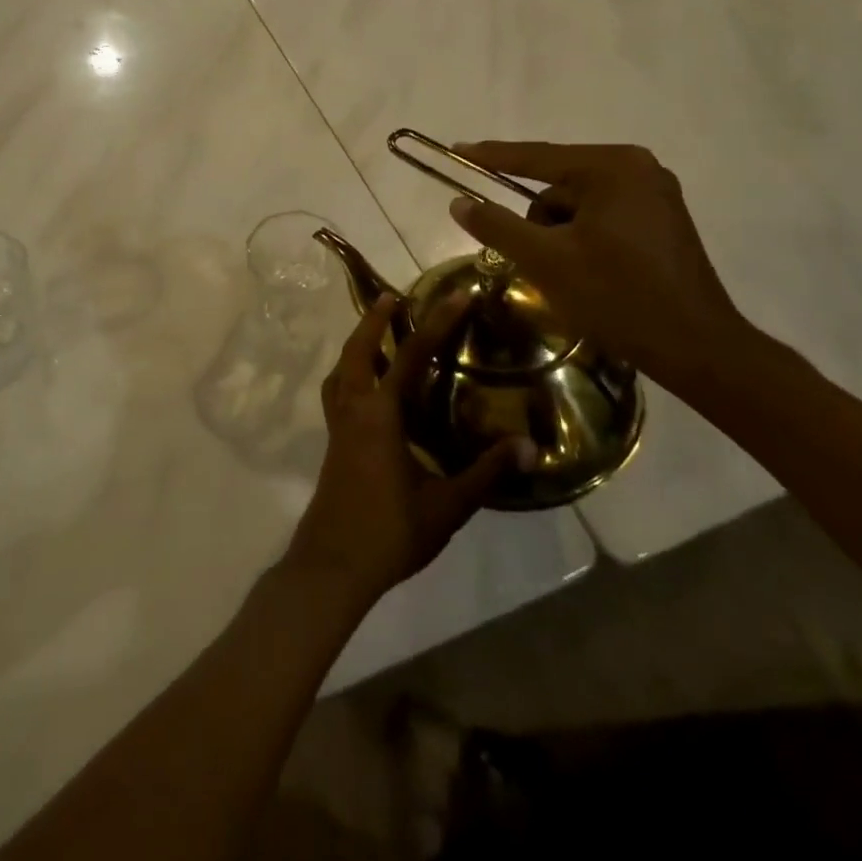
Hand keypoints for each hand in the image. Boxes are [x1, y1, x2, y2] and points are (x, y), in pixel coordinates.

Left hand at [285, 295, 530, 607]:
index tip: (456, 295)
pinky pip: (338, 392)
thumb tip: (528, 446)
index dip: (436, 322)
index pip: (410, 356)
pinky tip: (369, 389)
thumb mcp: (447, 505)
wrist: (333, 565)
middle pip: (358, 350)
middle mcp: (354, 409)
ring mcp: (338, 425)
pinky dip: (350, 374)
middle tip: (393, 297)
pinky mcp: (333, 442)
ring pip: (341, 370)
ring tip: (376, 334)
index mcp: (380, 414)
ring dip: (357, 345)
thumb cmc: (390, 532)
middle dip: (373, 319)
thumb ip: (485, 472)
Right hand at [448, 141, 756, 397]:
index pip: (536, 157)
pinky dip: (581, 239)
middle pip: (557, 185)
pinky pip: (601, 217)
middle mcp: (637, 169)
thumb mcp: (545, 260)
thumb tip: (459, 202)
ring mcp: (654, 194)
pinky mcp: (661, 220)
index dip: (491, 156)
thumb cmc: (617, 296)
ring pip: (577, 205)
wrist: (696, 348)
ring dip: (559, 235)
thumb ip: (497, 226)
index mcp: (611, 168)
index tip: (456, 150)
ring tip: (568, 276)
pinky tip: (587, 273)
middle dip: (537, 222)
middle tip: (535, 261)